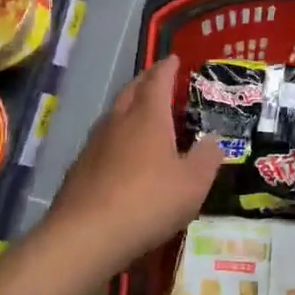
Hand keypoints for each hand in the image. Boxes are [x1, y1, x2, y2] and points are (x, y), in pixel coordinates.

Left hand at [44, 56, 223, 275]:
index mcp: (148, 116)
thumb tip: (214, 140)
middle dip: (146, 81)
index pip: (158, 80)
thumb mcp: (193, 183)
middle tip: (159, 80)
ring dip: (130, 107)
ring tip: (143, 114)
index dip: (167, 68)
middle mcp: (118, 121)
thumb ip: (207, 158)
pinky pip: (104, 140)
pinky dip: (118, 136)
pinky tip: (123, 154)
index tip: (173, 59)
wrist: (85, 235)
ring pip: (114, 115)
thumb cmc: (148, 201)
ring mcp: (94, 144)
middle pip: (132, 91)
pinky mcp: (80, 168)